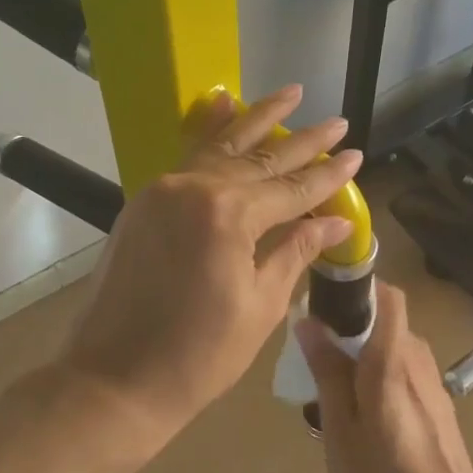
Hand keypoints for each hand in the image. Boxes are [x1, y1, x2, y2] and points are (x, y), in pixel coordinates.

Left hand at [61, 85, 363, 438]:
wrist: (115, 379)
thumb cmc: (199, 356)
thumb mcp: (260, 306)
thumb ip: (295, 252)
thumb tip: (333, 221)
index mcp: (229, 216)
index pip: (292, 189)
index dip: (327, 176)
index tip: (356, 156)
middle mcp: (195, 188)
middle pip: (261, 159)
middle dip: (303, 142)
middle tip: (338, 123)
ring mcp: (163, 190)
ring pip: (221, 146)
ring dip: (258, 119)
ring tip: (291, 93)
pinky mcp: (144, 202)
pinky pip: (185, 157)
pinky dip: (209, 130)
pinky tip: (225, 104)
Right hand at [297, 282, 472, 472]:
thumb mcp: (339, 426)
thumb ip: (327, 371)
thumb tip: (309, 322)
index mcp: (391, 359)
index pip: (388, 296)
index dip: (359, 286)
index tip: (326, 299)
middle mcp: (418, 360)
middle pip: (386, 323)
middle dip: (351, 329)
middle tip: (316, 358)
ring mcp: (433, 384)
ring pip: (394, 351)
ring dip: (364, 357)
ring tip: (334, 393)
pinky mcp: (439, 407)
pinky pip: (405, 375)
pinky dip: (381, 379)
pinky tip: (364, 418)